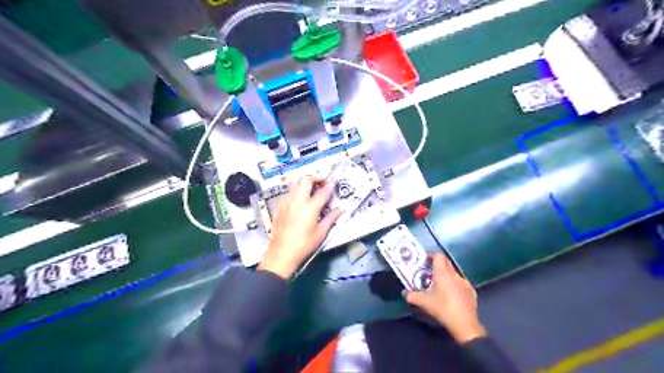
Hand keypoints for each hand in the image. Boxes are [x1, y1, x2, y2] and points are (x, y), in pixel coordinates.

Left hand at [258, 177, 341, 279]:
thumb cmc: (304, 245)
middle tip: (321, 182)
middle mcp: (298, 200)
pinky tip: (297, 200)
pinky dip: (294, 191)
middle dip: (315, 177)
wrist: (281, 253)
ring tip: (309, 189)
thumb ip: (331, 218)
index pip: (323, 191)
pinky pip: (287, 192)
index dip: (330, 184)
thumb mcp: (321, 233)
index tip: (334, 179)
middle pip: (306, 180)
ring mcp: (286, 202)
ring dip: (303, 183)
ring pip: (294, 183)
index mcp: (311, 207)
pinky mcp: (279, 206)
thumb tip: (340, 209)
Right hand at [402, 254, 486, 343]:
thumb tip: (405, 293)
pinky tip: (452, 294)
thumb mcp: (424, 303)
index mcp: (443, 273)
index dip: (431, 255)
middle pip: (446, 262)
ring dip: (447, 274)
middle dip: (438, 264)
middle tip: (429, 271)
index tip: (425, 260)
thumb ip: (412, 296)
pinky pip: (461, 283)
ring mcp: (464, 282)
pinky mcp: (471, 291)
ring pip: (454, 273)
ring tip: (440, 284)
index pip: (438, 256)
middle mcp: (454, 274)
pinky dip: (455, 284)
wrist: (465, 324)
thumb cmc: (443, 309)